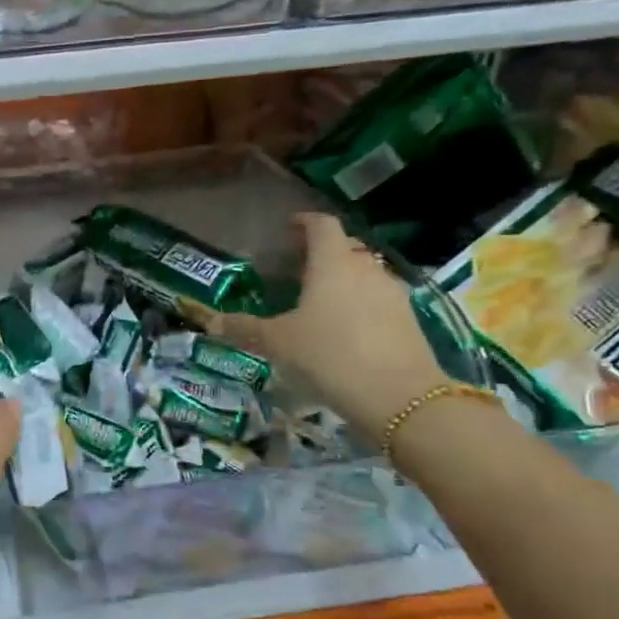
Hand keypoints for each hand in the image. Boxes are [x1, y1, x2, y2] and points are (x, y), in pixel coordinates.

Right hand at [213, 213, 446, 439]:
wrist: (398, 396)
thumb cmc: (329, 355)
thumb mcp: (277, 343)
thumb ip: (244, 328)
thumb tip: (211, 322)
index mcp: (332, 263)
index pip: (322, 225)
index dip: (304, 222)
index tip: (288, 228)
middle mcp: (365, 269)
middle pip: (345, 246)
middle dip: (322, 251)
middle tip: (297, 267)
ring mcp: (391, 292)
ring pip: (364, 272)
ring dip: (343, 277)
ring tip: (318, 298)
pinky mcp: (407, 318)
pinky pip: (378, 297)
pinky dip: (359, 300)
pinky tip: (343, 325)